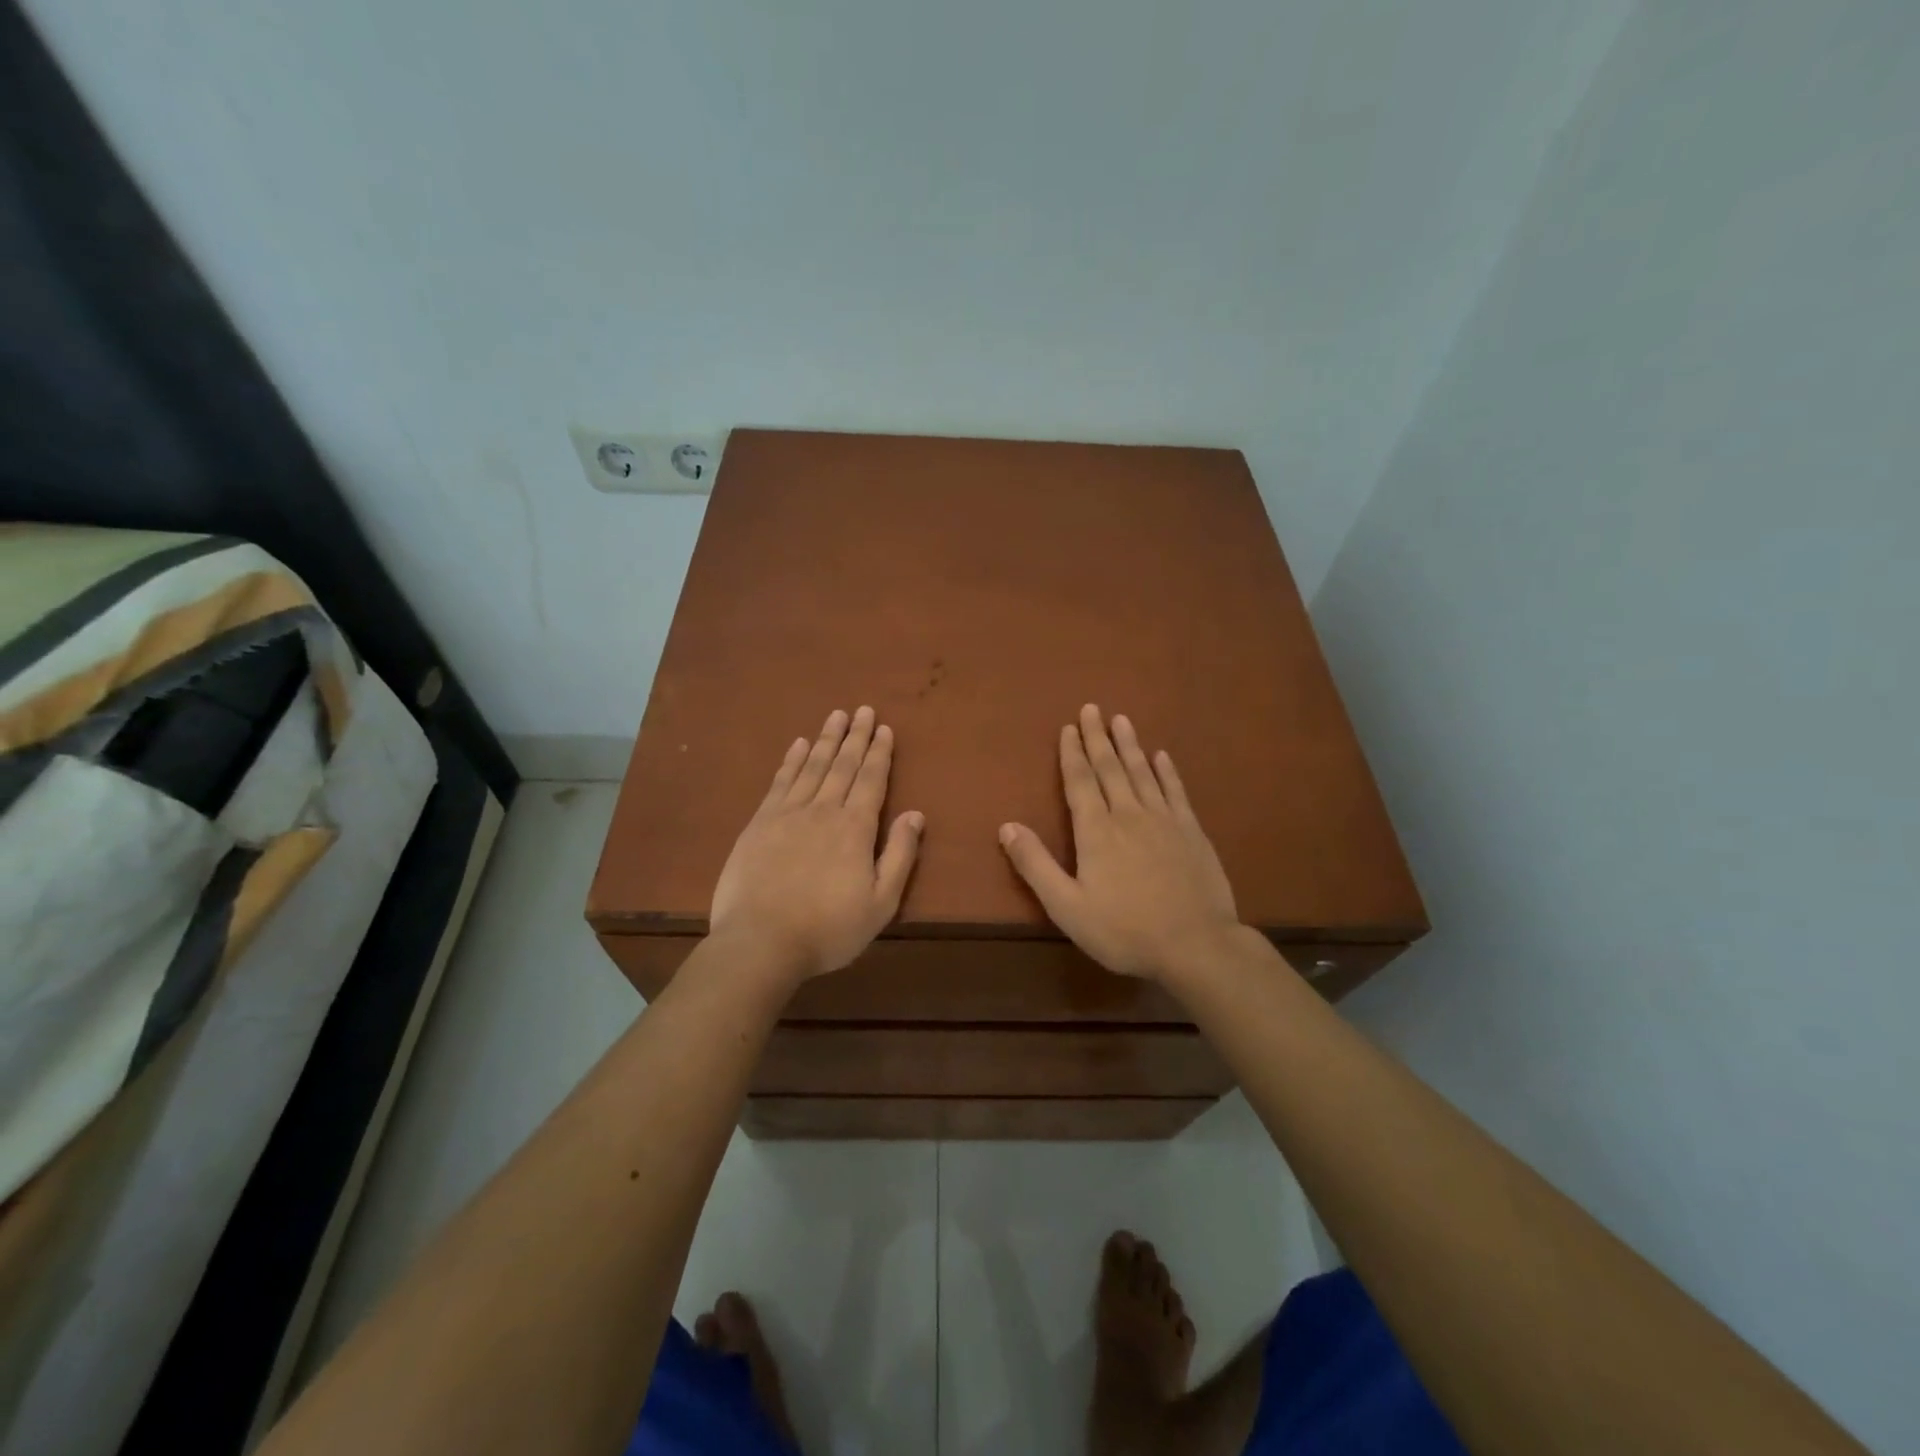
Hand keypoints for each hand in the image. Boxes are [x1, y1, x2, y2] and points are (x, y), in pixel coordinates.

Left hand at [710, 706, 922, 981]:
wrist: (761, 942)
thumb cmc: (828, 928)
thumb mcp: (880, 902)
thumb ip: (900, 855)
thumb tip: (916, 814)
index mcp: (856, 828)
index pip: (872, 780)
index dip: (879, 753)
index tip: (883, 728)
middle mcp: (824, 810)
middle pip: (843, 765)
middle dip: (856, 736)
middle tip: (863, 710)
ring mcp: (788, 813)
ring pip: (812, 766)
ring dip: (826, 739)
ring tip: (836, 716)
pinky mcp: (760, 823)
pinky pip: (781, 781)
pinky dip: (792, 760)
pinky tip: (799, 745)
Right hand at [999, 705, 1241, 980]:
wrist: (1196, 945)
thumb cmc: (1125, 930)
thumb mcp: (1067, 907)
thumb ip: (1036, 865)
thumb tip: (1006, 826)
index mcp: (1096, 831)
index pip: (1080, 782)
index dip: (1072, 753)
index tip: (1069, 727)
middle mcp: (1128, 815)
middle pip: (1110, 768)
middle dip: (1098, 738)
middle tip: (1092, 708)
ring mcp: (1164, 820)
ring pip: (1142, 772)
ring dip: (1129, 745)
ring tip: (1121, 720)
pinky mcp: (1192, 831)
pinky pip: (1175, 791)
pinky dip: (1167, 771)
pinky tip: (1162, 757)